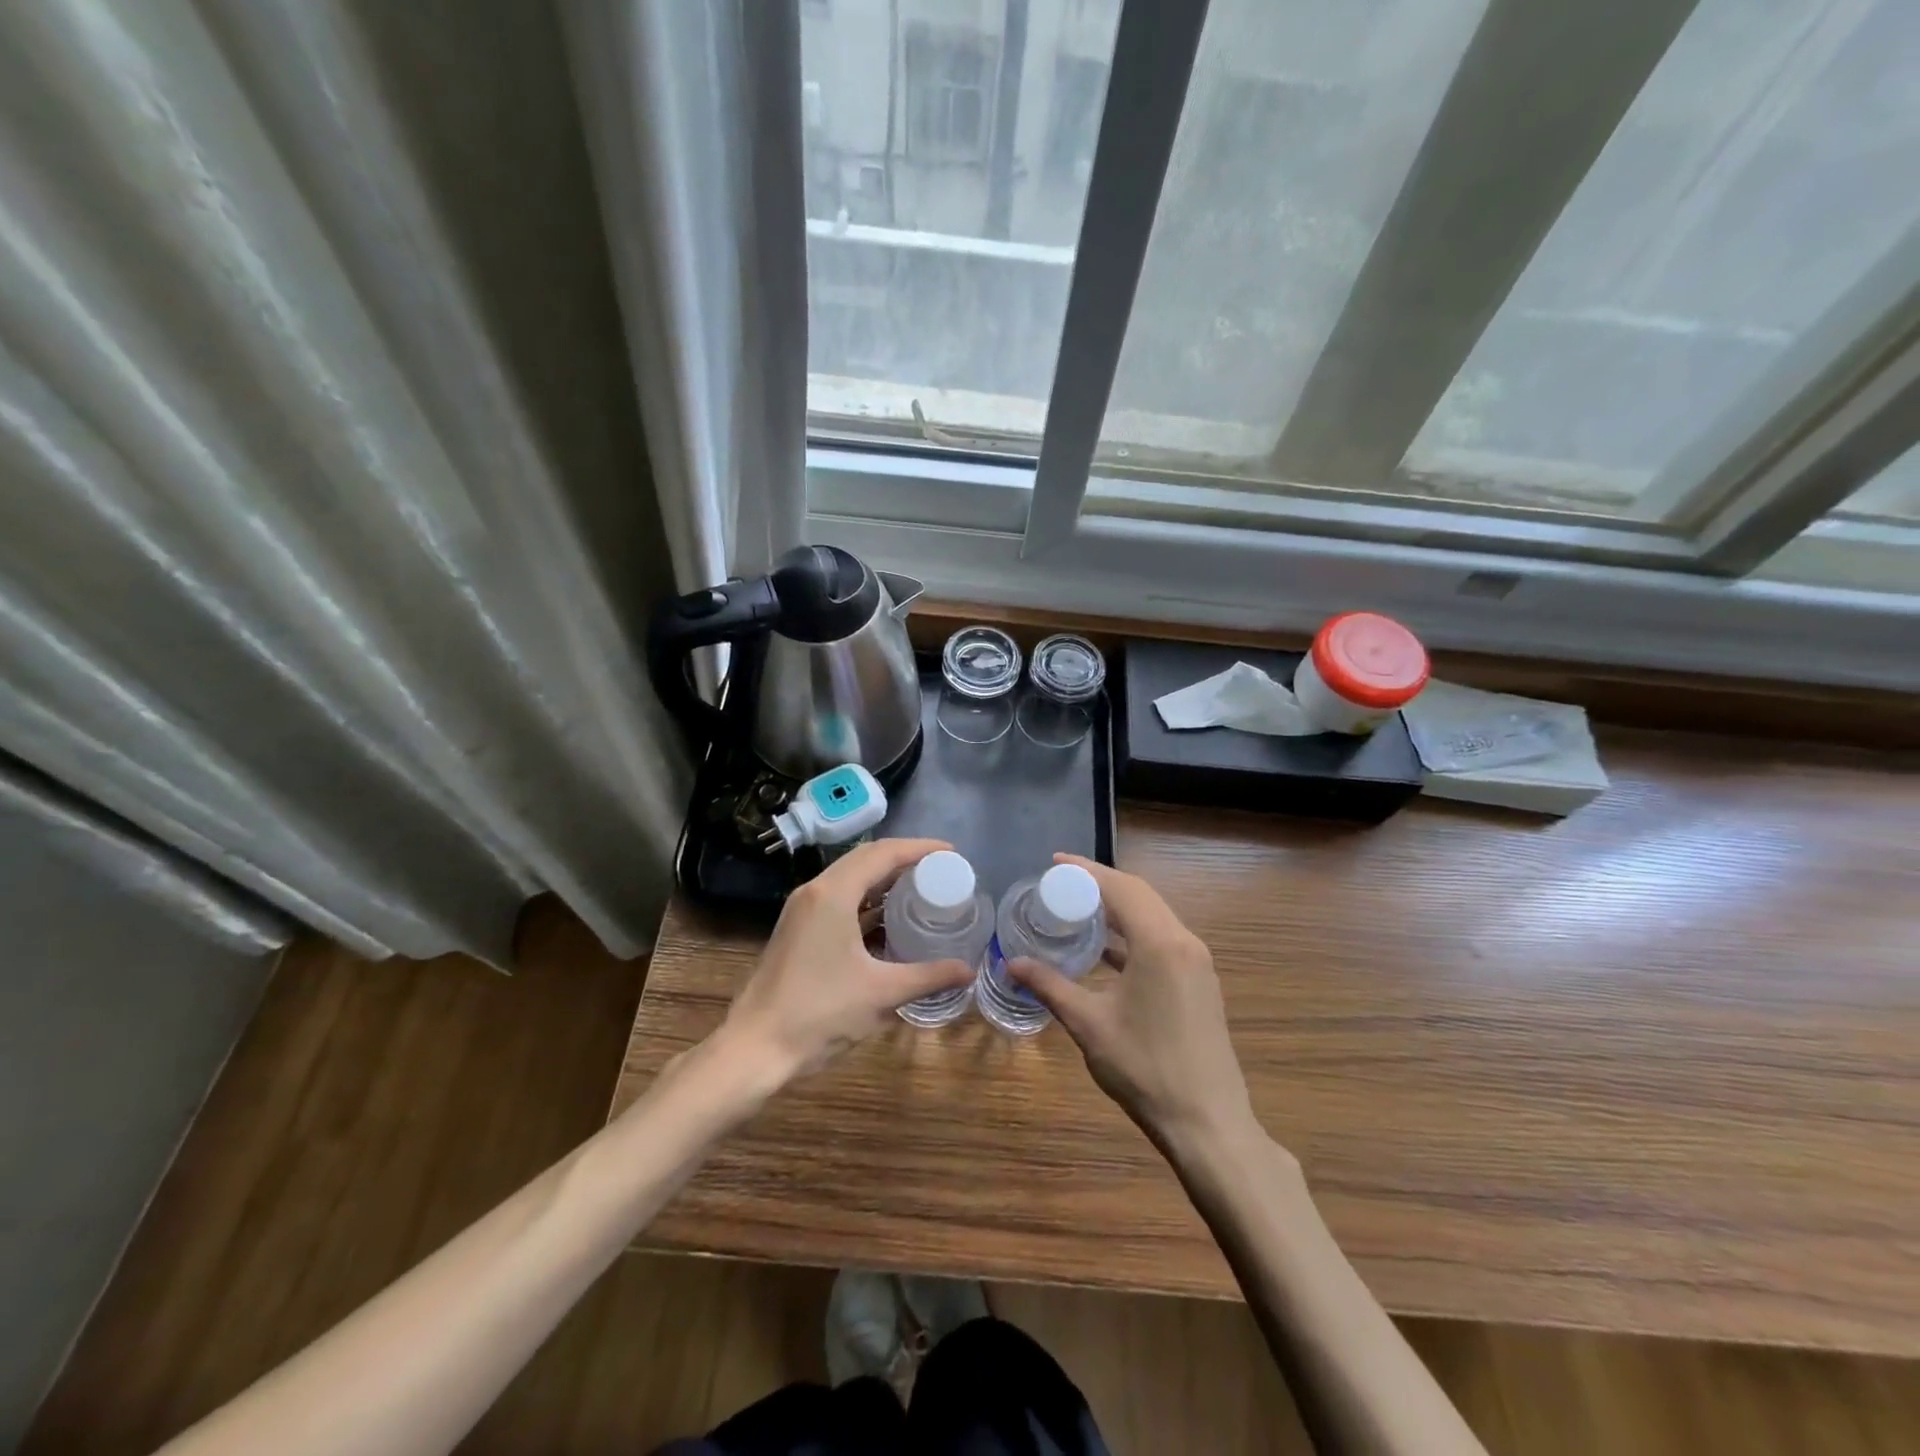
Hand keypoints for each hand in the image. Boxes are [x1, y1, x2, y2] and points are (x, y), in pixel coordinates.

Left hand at [720, 838, 974, 1085]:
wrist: (755, 1047)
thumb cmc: (820, 1014)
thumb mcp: (882, 994)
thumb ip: (928, 977)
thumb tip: (968, 970)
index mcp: (833, 894)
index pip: (882, 853)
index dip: (920, 848)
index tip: (952, 853)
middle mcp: (815, 891)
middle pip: (865, 859)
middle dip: (904, 860)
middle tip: (941, 870)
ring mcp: (802, 909)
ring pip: (850, 879)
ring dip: (884, 880)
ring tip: (921, 890)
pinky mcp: (798, 929)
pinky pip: (839, 899)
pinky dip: (867, 901)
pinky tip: (890, 921)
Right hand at [1009, 854, 1255, 1152]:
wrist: (1207, 1123)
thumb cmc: (1145, 1069)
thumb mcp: (1089, 1024)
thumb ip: (1050, 986)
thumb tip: (1011, 963)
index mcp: (1160, 943)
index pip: (1121, 887)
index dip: (1086, 871)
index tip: (1054, 862)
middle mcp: (1184, 941)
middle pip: (1140, 894)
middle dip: (1100, 883)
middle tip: (1060, 883)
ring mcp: (1197, 962)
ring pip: (1154, 916)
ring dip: (1118, 907)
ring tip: (1078, 908)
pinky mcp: (1199, 981)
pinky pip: (1162, 939)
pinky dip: (1133, 932)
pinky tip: (1105, 948)